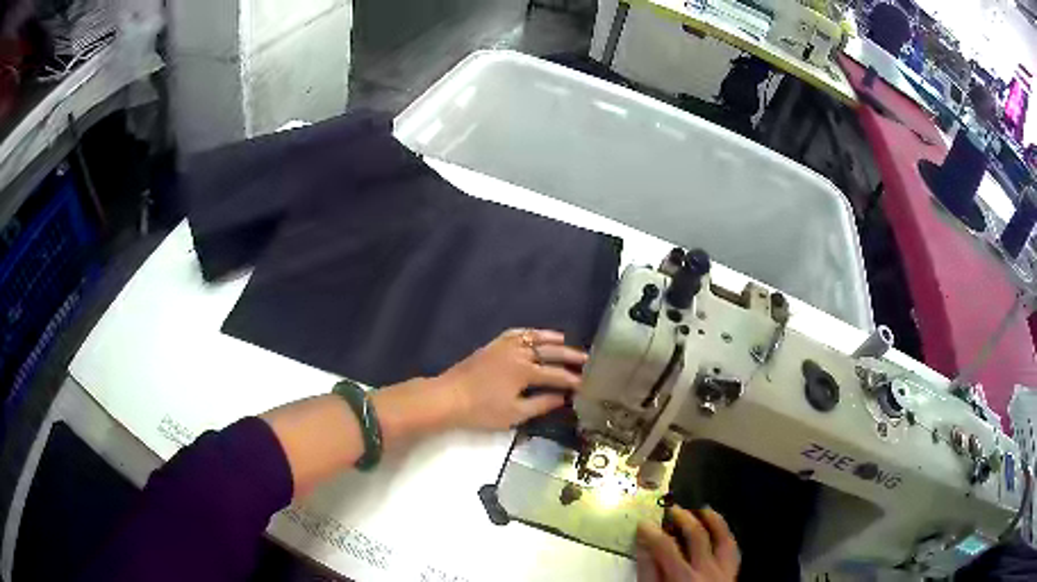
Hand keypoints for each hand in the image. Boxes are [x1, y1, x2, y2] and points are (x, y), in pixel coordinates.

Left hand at [432, 328, 586, 429]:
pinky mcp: (493, 345)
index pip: (556, 375)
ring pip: (533, 338)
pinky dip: (529, 333)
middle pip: (550, 352)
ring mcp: (504, 346)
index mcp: (525, 371)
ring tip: (565, 341)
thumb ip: (541, 404)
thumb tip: (562, 398)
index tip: (587, 384)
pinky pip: (515, 334)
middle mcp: (519, 353)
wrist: (448, 397)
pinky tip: (535, 335)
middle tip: (586, 359)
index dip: (573, 380)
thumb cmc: (481, 410)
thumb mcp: (514, 414)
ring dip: (551, 339)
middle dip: (569, 356)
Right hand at [635, 506, 739, 581]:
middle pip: (697, 535)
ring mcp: (723, 571)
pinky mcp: (732, 574)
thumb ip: (648, 572)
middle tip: (673, 509)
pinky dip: (727, 537)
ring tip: (703, 510)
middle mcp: (706, 570)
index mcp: (682, 577)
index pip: (665, 547)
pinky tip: (721, 531)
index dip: (652, 532)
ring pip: (723, 538)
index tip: (643, 524)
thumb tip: (643, 547)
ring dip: (714, 521)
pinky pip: (734, 550)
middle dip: (684, 518)